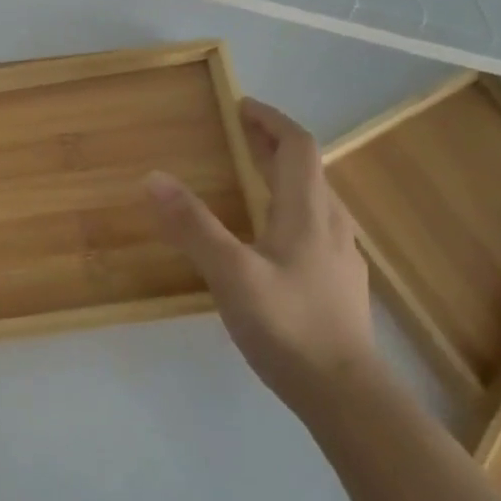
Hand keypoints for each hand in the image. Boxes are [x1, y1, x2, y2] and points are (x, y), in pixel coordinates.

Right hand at [144, 99, 375, 407]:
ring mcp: (339, 255)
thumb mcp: (231, 274)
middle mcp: (330, 224)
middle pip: (307, 169)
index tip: (241, 106)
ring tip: (250, 177)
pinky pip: (314, 225)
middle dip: (272, 144)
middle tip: (237, 133)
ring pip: (314, 198)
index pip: (298, 147)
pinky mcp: (338, 282)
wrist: (346, 394)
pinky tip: (270, 235)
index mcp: (308, 212)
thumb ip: (193, 225)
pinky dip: (289, 207)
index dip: (271, 121)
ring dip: (283, 175)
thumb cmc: (288, 326)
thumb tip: (154, 176)